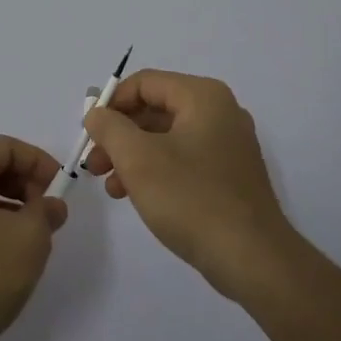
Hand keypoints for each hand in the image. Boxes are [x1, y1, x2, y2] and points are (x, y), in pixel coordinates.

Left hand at [0, 135, 67, 340]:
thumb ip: (47, 213)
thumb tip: (50, 206)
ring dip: (10, 209)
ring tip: (31, 240)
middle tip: (48, 215)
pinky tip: (4, 260)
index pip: (4, 147)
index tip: (60, 188)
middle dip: (25, 185)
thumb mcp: (29, 239)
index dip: (38, 161)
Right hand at [83, 70, 301, 302]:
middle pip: (156, 109)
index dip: (111, 103)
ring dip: (133, 156)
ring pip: (167, 137)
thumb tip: (96, 112)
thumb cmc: (190, 198)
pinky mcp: (230, 174)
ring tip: (111, 186)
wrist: (251, 258)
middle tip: (95, 164)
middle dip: (119, 134)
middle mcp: (220, 112)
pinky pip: (184, 159)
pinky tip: (136, 196)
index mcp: (203, 97)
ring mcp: (229, 144)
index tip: (89, 133)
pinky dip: (157, 170)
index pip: (145, 83)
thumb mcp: (137, 158)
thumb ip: (109, 127)